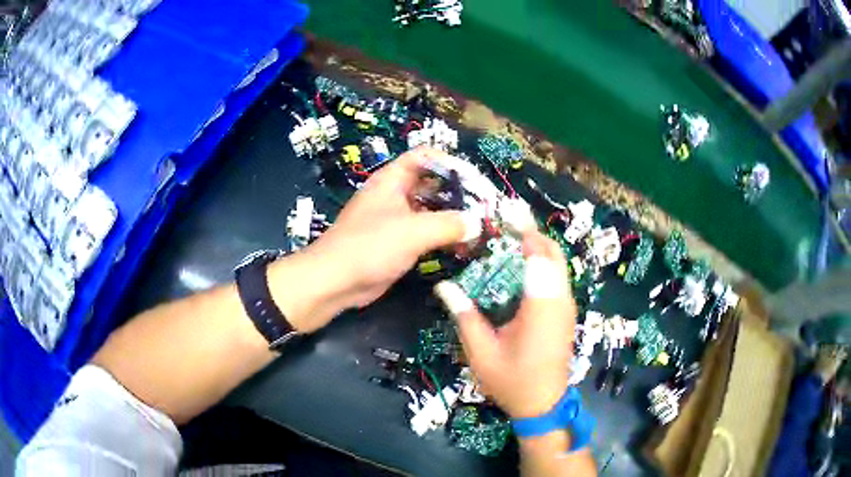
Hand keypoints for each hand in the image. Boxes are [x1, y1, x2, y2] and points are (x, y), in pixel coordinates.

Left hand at [269, 148, 479, 332]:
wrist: (334, 282)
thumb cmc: (370, 247)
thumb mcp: (412, 231)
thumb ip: (448, 224)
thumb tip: (477, 224)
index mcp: (392, 179)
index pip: (426, 157)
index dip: (451, 164)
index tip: (476, 181)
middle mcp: (395, 195)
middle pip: (432, 183)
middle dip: (458, 193)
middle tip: (484, 207)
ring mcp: (395, 219)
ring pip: (430, 210)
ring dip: (453, 217)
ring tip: (480, 227)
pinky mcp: (397, 243)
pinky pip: (425, 233)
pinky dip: (443, 236)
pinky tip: (463, 246)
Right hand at [435, 231, 575, 418]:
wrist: (543, 404)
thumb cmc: (511, 380)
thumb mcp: (481, 351)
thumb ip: (465, 316)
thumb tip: (445, 286)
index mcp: (541, 307)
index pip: (539, 257)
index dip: (524, 231)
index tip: (505, 214)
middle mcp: (560, 301)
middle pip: (553, 254)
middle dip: (533, 234)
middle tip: (505, 224)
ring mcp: (566, 307)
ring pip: (558, 265)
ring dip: (538, 247)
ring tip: (510, 239)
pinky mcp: (565, 314)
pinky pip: (557, 278)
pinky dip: (542, 264)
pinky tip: (520, 268)